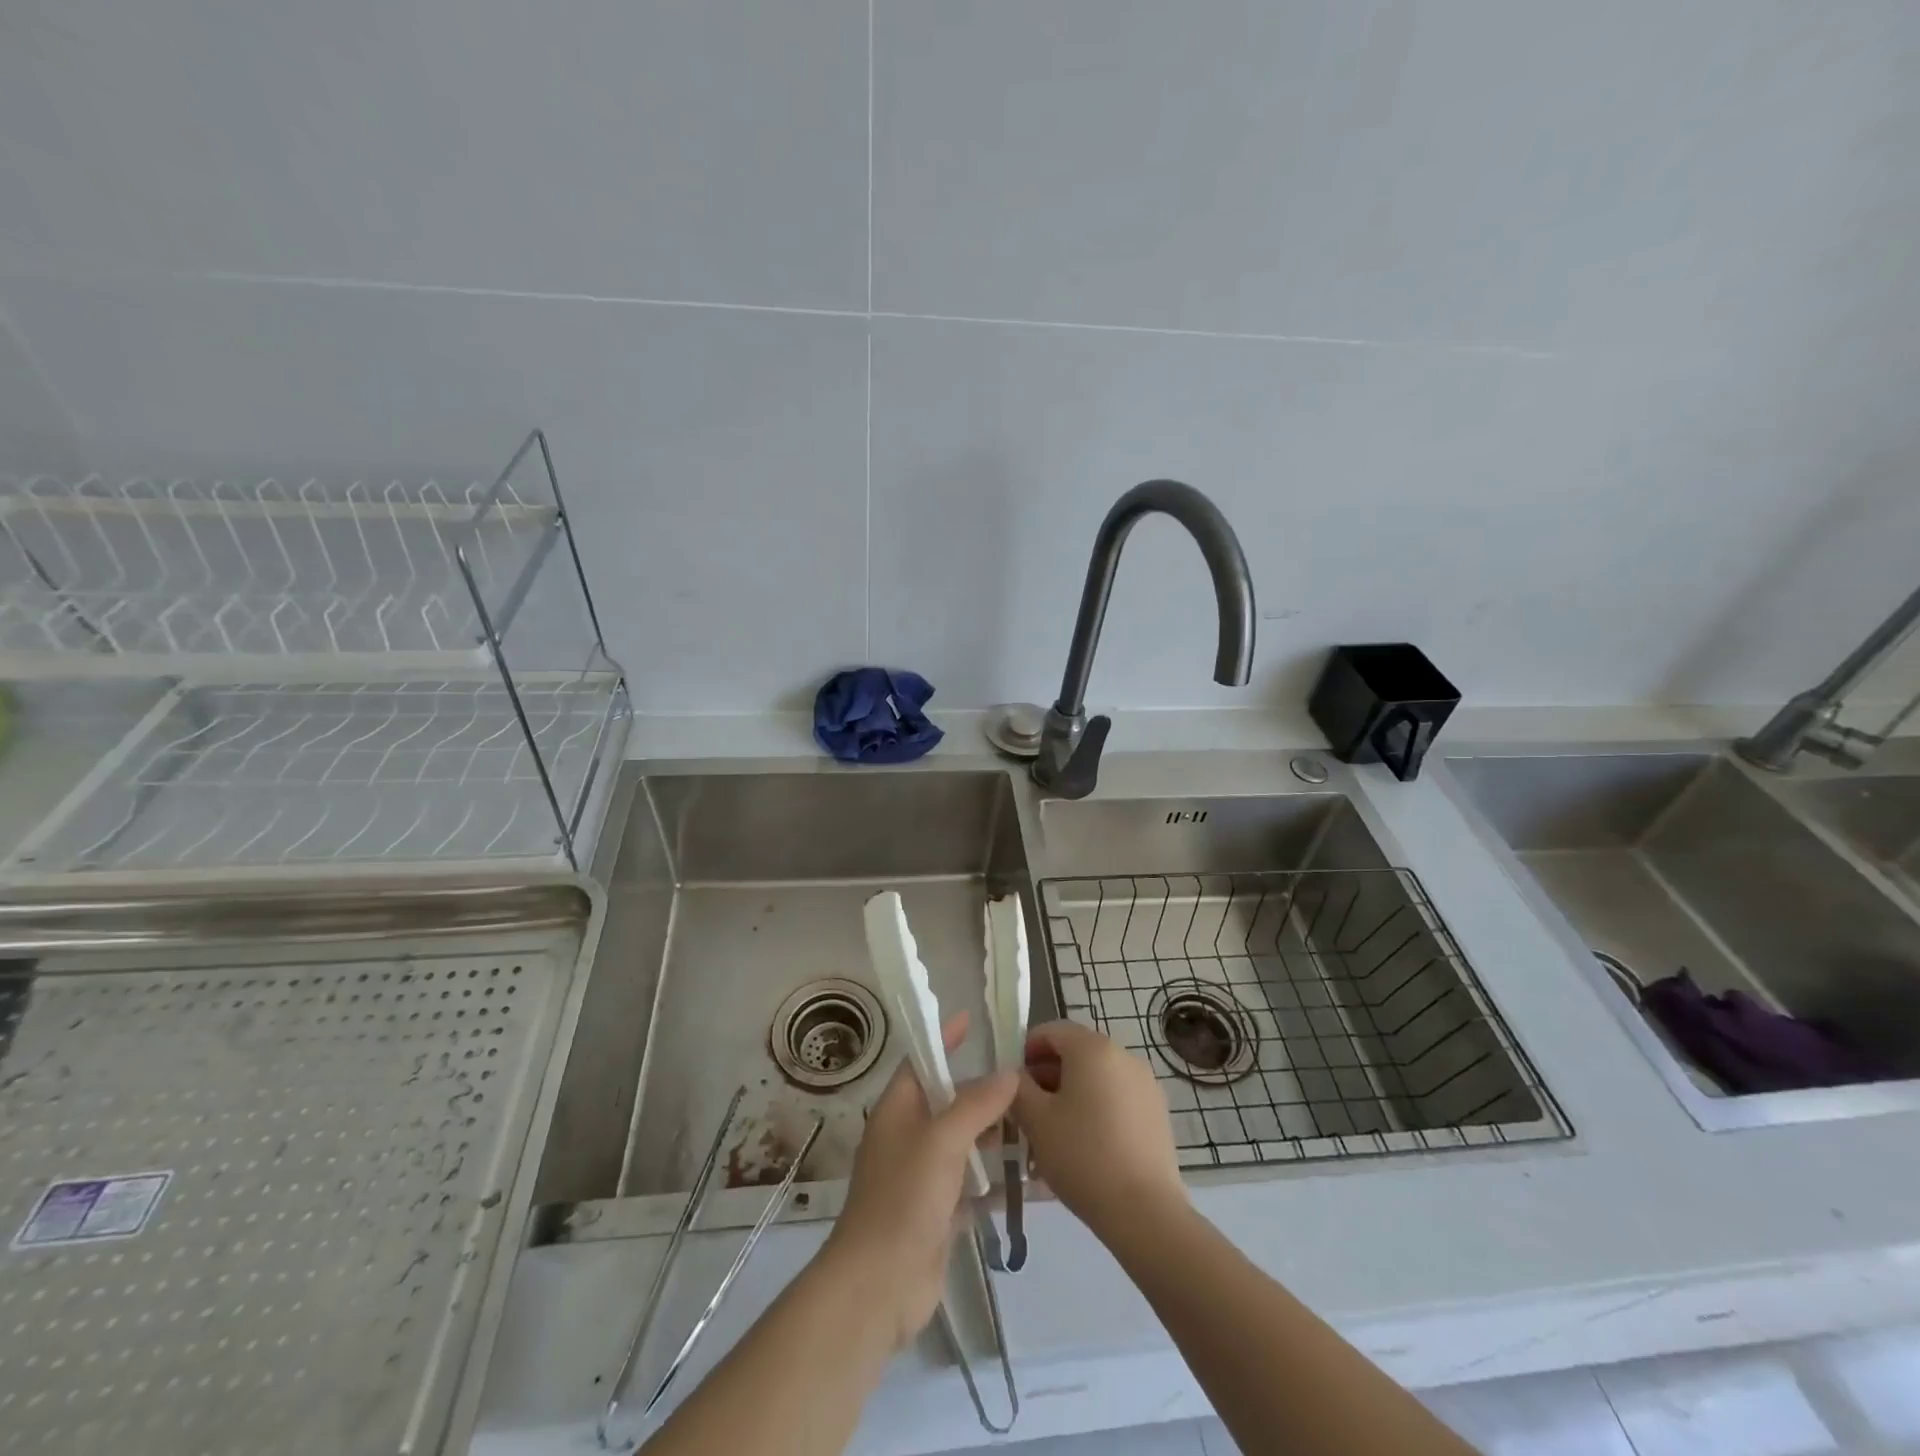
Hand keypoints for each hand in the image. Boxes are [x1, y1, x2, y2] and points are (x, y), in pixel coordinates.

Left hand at [819, 1013, 1016, 1351]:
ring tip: (1034, 1121)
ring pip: (962, 1140)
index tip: (974, 1021)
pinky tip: (1024, 1169)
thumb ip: (977, 1104)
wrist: (879, 1285)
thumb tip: (1009, 1072)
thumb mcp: (942, 1141)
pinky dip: (992, 1172)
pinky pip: (969, 1179)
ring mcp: (922, 1174)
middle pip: (947, 1100)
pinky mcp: (937, 1209)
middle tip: (1025, 1079)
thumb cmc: (904, 1198)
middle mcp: (908, 1135)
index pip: (922, 1060)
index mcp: (898, 1109)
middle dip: (982, 1090)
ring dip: (992, 1132)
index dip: (945, 1040)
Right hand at [1014, 1020, 1186, 1241]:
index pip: (1050, 1030)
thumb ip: (1017, 1088)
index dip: (1026, 1051)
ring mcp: (1145, 1083)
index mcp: (1092, 1047)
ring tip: (1053, 1137)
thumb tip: (1016, 1077)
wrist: (1144, 1212)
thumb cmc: (1082, 1155)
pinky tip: (1084, 1148)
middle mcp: (1123, 1054)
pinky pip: (1116, 1098)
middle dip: (1047, 1078)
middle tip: (1028, 1114)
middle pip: (1075, 1053)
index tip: (1012, 1085)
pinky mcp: (1157, 1112)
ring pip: (1095, 1078)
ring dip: (1070, 1096)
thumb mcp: (1035, 1119)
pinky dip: (1096, 1110)